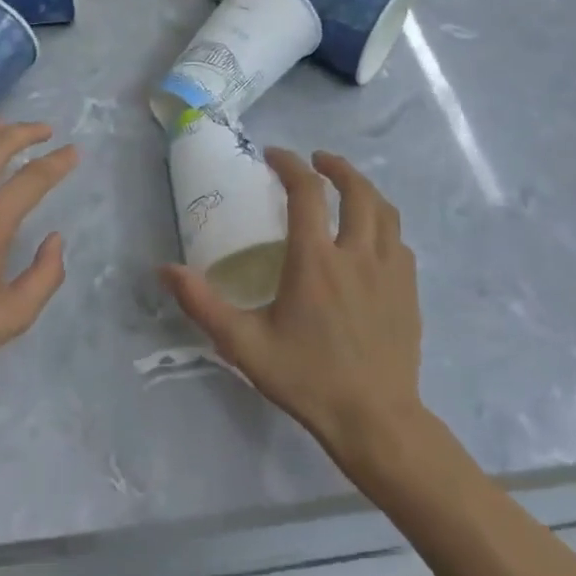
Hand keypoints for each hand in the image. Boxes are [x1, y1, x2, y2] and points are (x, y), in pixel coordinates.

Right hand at [161, 150, 423, 460]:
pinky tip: (372, 237)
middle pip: (356, 190)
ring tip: (346, 187)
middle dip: (336, 166)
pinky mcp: (410, 291)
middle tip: (316, 160)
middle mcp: (357, 254)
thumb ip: (203, 304)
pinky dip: (383, 225)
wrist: (376, 420)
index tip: (274, 155)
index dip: (290, 165)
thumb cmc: (307, 378)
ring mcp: (391, 271)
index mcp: (316, 260)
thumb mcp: (244, 344)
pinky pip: (399, 242)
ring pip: (385, 211)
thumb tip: (165, 269)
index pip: (307, 192)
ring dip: (365, 189)